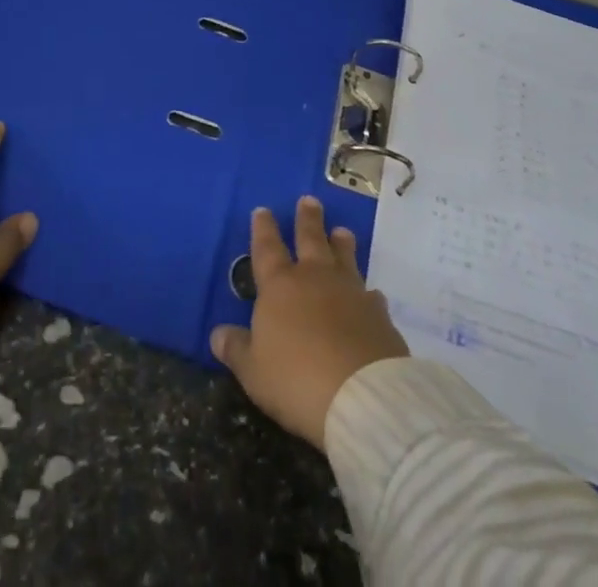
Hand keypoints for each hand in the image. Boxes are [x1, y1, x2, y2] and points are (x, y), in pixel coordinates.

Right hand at [211, 196, 408, 448]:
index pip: (267, 248)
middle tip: (310, 200)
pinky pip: (371, 296)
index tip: (262, 210)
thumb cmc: (296, 380)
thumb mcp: (254, 371)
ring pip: (345, 258)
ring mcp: (351, 293)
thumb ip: (236, 349)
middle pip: (310, 239)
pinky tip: (372, 294)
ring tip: (342, 231)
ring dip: (341, 244)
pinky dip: (368, 293)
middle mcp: (315, 279)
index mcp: (280, 286)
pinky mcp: (379, 315)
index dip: (263, 229)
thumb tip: (218, 334)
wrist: (362, 397)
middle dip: (307, 219)